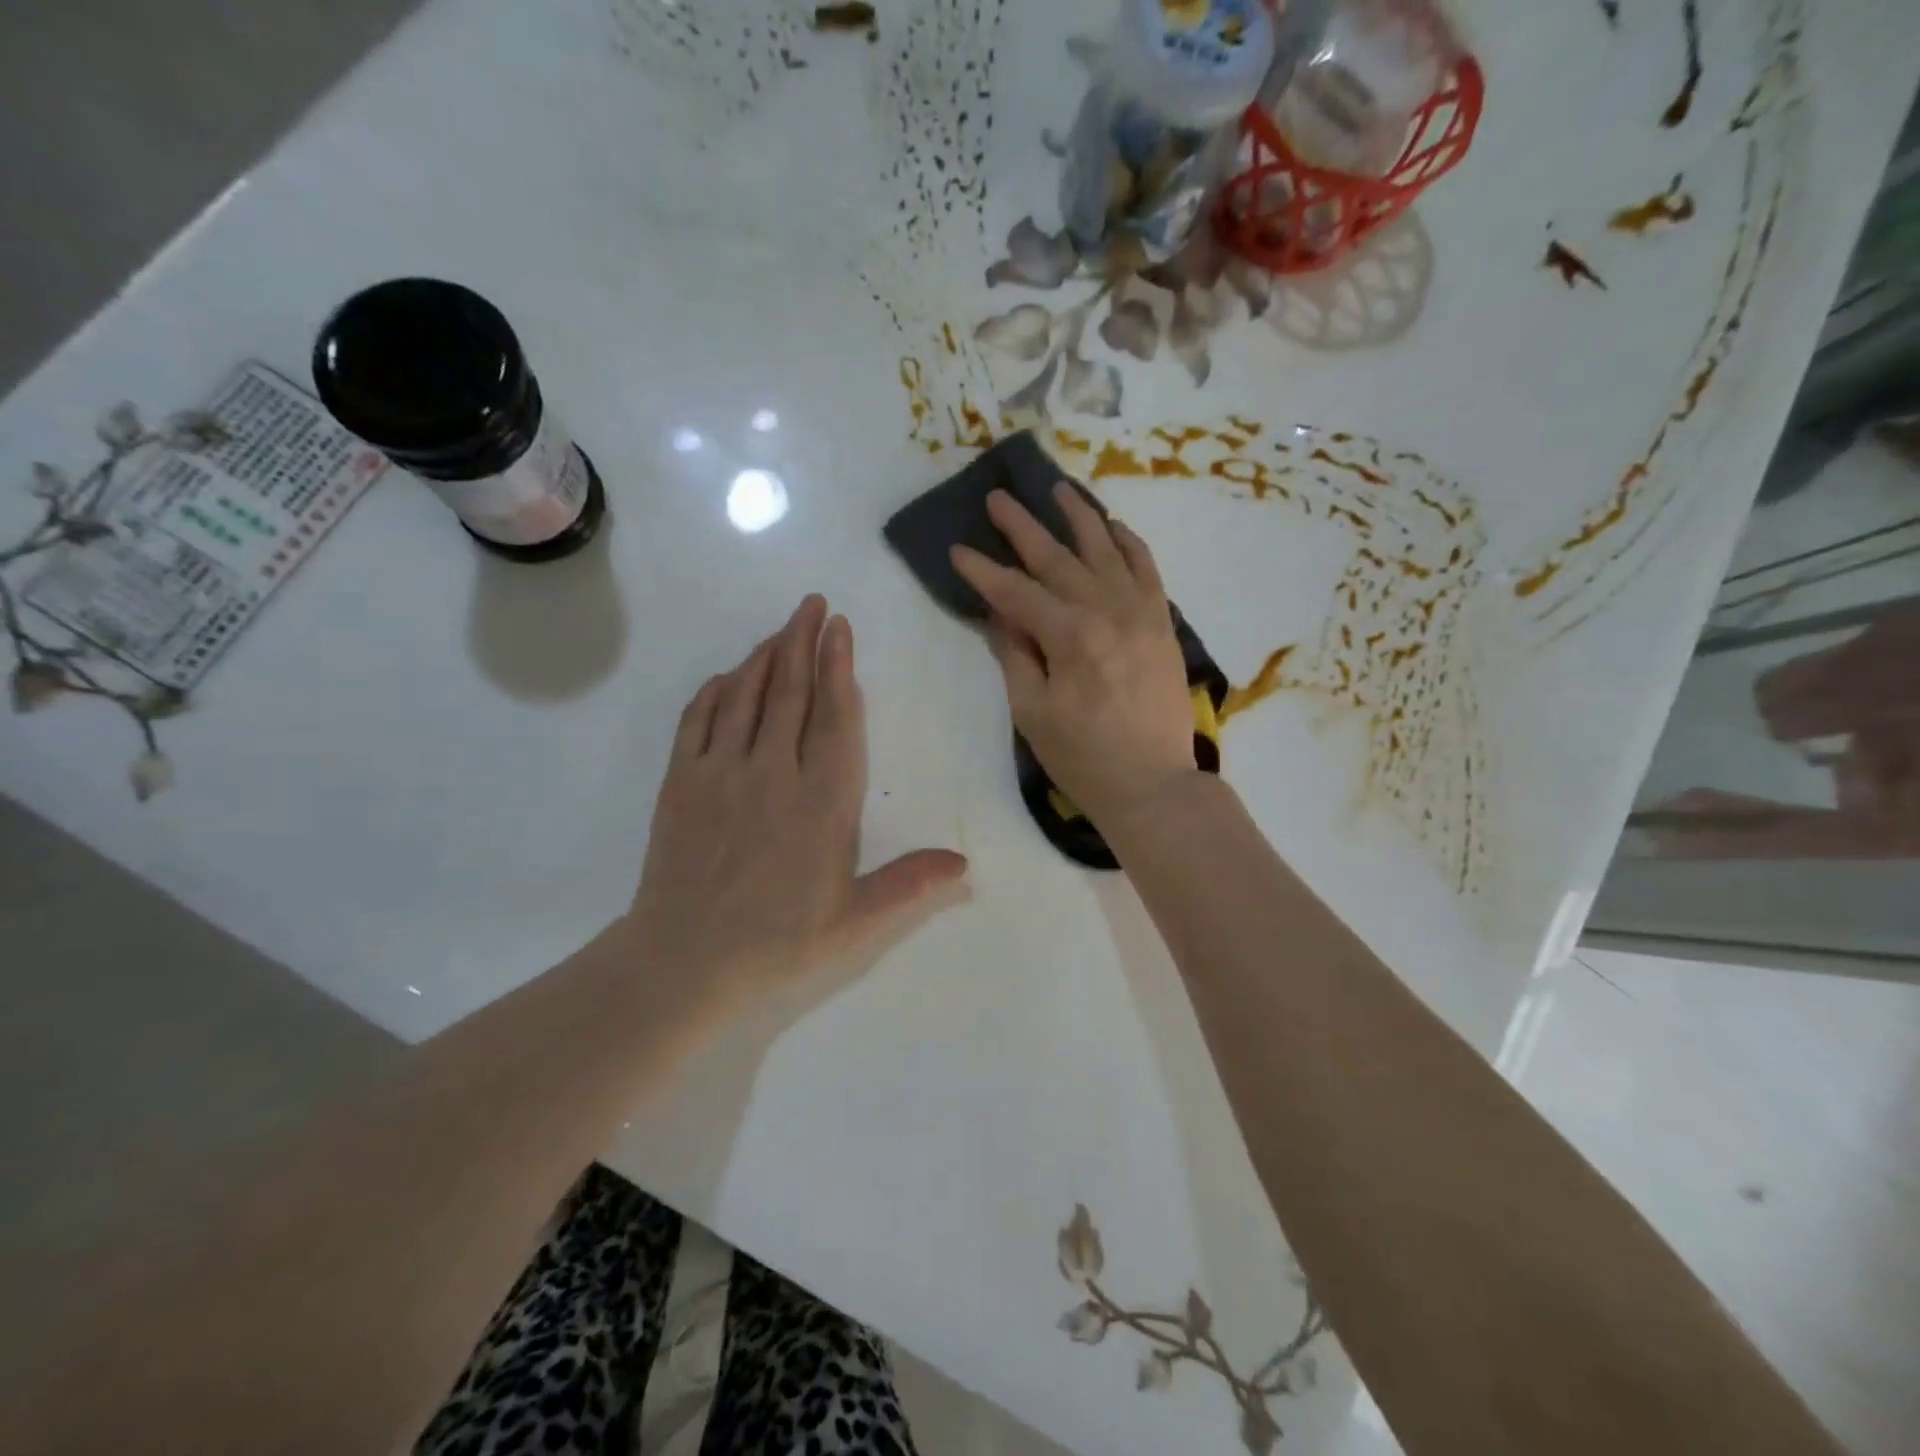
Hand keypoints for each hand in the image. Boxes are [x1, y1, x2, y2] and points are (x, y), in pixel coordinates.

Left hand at [624, 595, 967, 1008]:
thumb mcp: (855, 921)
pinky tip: (726, 677)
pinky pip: (698, 720)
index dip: (839, 668)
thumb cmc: (779, 939)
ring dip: (764, 657)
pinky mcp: (681, 782)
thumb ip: (910, 884)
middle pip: (791, 692)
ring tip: (781, 629)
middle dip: (803, 641)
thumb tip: (966, 863)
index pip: (836, 718)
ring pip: (745, 696)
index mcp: (823, 800)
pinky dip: (715, 691)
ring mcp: (722, 772)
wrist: (685, 958)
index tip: (840, 629)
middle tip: (813, 604)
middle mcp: (774, 772)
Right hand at [950, 485, 1197, 830]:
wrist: (1153, 784)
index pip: (1016, 592)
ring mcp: (1141, 613)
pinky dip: (1130, 543)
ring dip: (1080, 517)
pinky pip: (1148, 569)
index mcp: (1071, 636)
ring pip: (1107, 550)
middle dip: (1023, 527)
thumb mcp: (1033, 712)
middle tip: (998, 497)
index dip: (983, 572)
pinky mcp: (1162, 623)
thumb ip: (1016, 655)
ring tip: (1057, 489)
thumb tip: (1001, 615)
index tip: (957, 551)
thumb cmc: (1083, 757)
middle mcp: (1108, 611)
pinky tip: (1114, 525)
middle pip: (1058, 559)